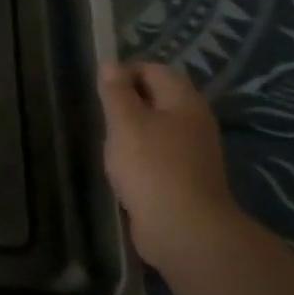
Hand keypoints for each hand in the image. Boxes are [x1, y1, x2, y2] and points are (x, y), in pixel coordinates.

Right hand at [98, 61, 248, 270]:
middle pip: (158, 98)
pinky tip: (122, 169)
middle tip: (101, 116)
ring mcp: (193, 152)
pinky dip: (139, 155)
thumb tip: (111, 64)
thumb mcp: (125, 122)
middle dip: (127, 102)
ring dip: (132, 131)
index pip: (154, 70)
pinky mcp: (185, 178)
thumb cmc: (151, 167)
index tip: (99, 89)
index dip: (125, 72)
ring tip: (108, 142)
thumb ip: (116, 92)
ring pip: (157, 128)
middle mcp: (194, 121)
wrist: (183, 229)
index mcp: (184, 101)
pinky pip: (159, 154)